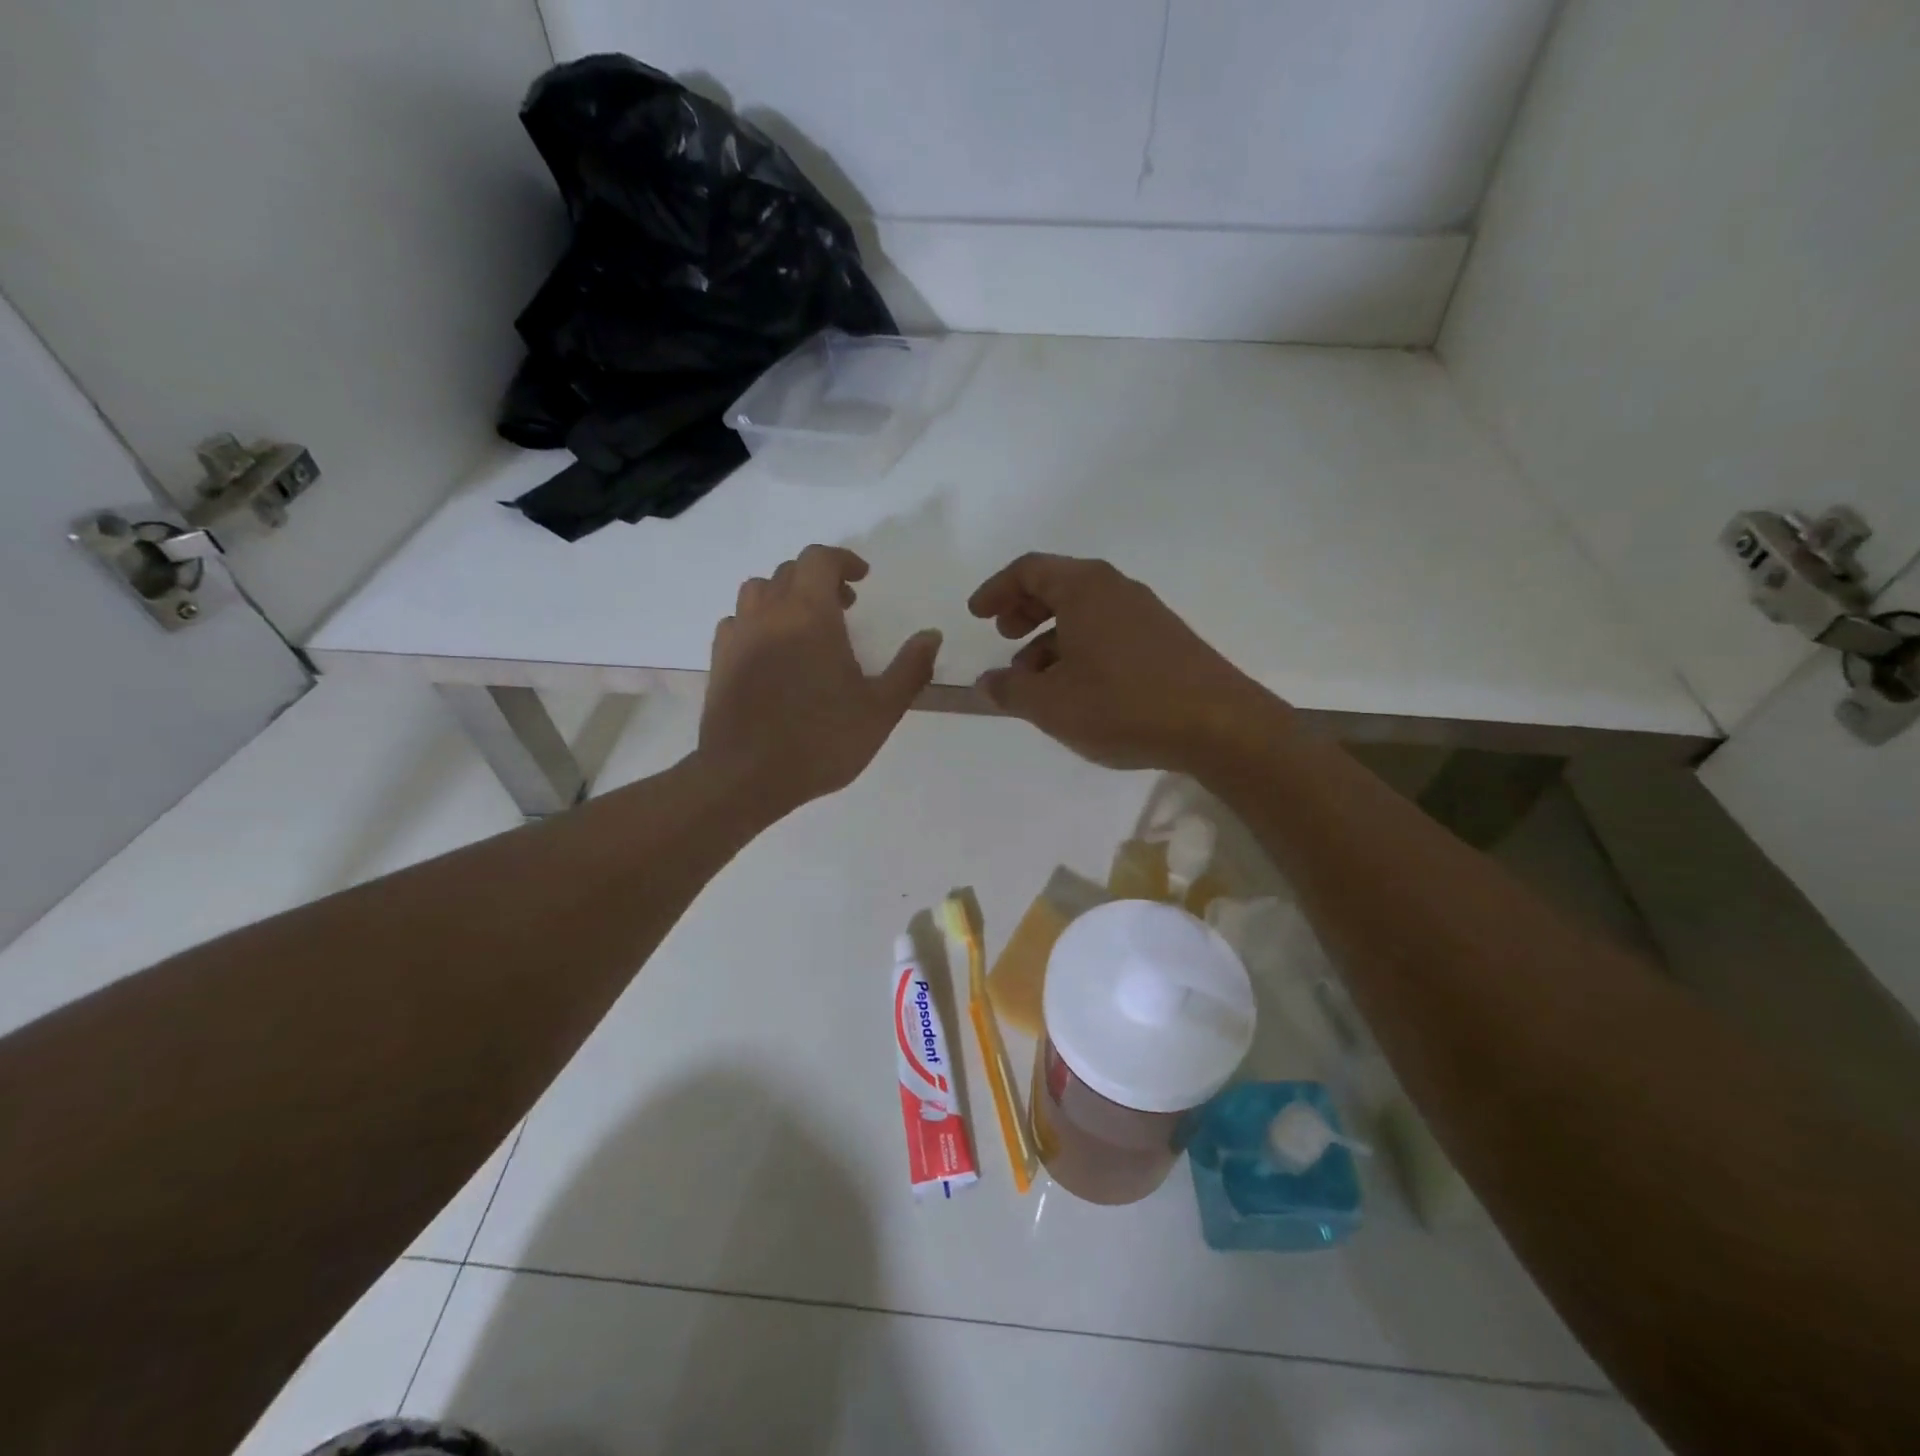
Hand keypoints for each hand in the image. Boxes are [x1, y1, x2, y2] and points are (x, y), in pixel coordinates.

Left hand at [701, 545, 940, 815]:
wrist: (746, 776)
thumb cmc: (821, 741)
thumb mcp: (880, 710)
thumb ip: (910, 668)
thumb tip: (931, 635)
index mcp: (809, 614)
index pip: (819, 559)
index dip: (843, 560)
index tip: (862, 579)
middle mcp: (769, 613)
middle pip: (790, 572)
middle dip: (820, 579)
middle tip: (845, 607)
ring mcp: (738, 635)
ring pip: (758, 590)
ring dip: (786, 595)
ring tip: (806, 625)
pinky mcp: (719, 660)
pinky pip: (738, 620)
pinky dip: (760, 621)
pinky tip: (773, 651)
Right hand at [968, 553, 1283, 771]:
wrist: (1218, 725)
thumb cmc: (1122, 704)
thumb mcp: (1051, 704)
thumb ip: (1010, 690)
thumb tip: (988, 683)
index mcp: (1084, 588)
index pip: (1029, 570)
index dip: (996, 590)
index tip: (976, 615)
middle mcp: (1116, 589)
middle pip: (1058, 586)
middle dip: (1023, 610)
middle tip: (1003, 637)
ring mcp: (1145, 614)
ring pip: (1084, 613)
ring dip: (1050, 638)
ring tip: (1034, 679)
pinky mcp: (1165, 641)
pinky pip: (1108, 632)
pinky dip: (1080, 650)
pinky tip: (1076, 690)